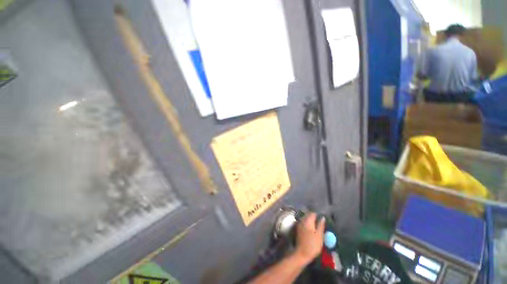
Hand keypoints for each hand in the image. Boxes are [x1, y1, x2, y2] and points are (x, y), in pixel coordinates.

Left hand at [294, 212, 324, 264]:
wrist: (302, 253)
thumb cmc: (313, 244)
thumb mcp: (320, 235)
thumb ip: (321, 225)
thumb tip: (322, 217)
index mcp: (308, 220)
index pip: (313, 213)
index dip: (318, 215)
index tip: (322, 219)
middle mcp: (302, 220)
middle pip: (308, 215)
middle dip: (314, 217)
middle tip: (320, 222)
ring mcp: (299, 224)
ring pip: (305, 219)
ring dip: (310, 221)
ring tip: (316, 226)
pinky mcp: (298, 229)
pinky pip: (303, 223)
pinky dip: (307, 224)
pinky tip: (311, 229)